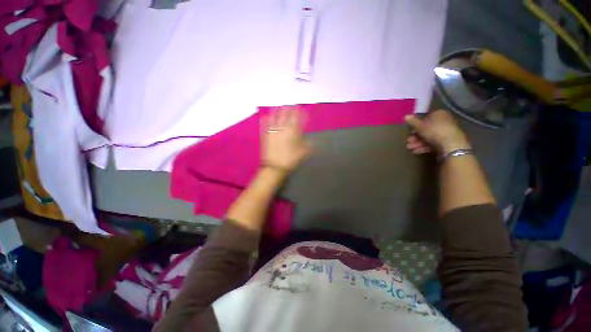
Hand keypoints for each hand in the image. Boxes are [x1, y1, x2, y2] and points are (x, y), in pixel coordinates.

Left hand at [261, 106, 311, 172]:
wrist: (275, 166)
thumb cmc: (291, 159)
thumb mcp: (304, 152)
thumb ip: (308, 142)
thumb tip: (308, 137)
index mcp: (293, 129)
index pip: (298, 116)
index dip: (301, 112)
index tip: (303, 110)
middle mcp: (283, 126)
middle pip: (286, 112)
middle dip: (290, 108)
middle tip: (292, 106)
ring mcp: (272, 129)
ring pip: (275, 114)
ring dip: (278, 110)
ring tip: (280, 108)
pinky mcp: (265, 133)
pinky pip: (264, 122)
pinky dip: (266, 118)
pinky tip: (267, 116)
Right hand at [405, 110, 470, 154]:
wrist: (451, 145)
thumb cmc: (435, 131)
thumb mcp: (420, 126)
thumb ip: (412, 122)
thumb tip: (405, 116)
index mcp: (439, 114)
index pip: (425, 118)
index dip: (416, 125)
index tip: (410, 132)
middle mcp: (444, 121)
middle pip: (426, 130)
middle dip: (416, 137)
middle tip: (408, 142)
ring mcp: (446, 132)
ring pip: (429, 137)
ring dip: (418, 143)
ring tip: (410, 148)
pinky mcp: (447, 142)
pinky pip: (433, 143)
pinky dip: (424, 147)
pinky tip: (416, 151)